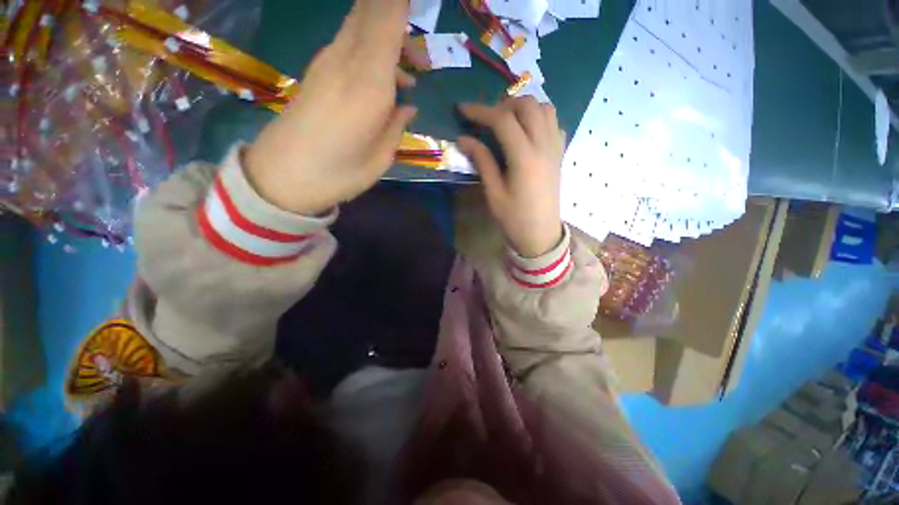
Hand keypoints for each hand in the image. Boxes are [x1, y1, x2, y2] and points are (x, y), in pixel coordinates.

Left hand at [244, 0, 416, 215]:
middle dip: (394, 9)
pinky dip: (372, 45)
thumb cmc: (338, 174)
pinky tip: (386, 78)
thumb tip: (408, 106)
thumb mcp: (380, 157)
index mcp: (369, 86)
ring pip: (360, 22)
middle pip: (371, 11)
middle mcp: (348, 61)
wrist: (282, 176)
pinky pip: (350, 40)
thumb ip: (397, 126)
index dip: (398, 3)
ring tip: (409, 72)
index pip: (386, 19)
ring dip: (386, 30)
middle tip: (417, 48)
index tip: (410, 3)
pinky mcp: (318, 70)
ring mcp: (328, 62)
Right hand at [457, 98, 565, 257]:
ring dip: (524, 107)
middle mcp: (543, 146)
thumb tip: (464, 139)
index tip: (462, 109)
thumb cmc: (514, 219)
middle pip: (527, 105)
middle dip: (503, 104)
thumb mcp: (493, 193)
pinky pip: (554, 124)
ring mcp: (555, 149)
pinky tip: (527, 132)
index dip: (480, 111)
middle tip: (486, 118)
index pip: (503, 120)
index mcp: (524, 158)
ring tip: (507, 121)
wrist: (540, 235)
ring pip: (545, 109)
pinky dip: (539, 118)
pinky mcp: (559, 155)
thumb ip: (482, 161)